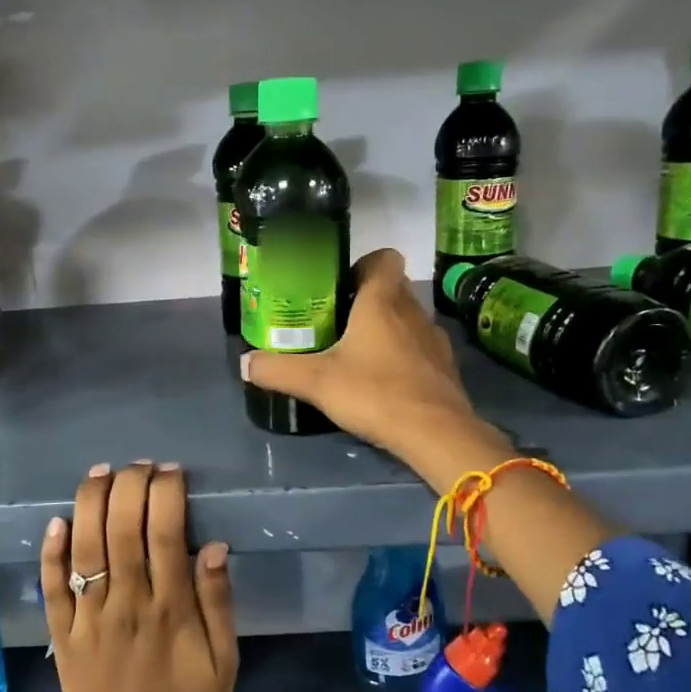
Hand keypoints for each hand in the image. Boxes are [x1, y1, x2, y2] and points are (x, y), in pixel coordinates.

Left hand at [39, 461, 236, 691]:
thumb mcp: (224, 664)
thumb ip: (219, 603)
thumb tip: (215, 546)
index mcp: (170, 609)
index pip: (167, 532)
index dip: (167, 494)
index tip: (172, 472)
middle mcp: (126, 603)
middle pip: (123, 528)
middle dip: (131, 485)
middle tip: (140, 465)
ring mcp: (88, 618)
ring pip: (86, 547)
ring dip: (92, 503)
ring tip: (102, 472)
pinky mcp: (61, 636)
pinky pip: (52, 588)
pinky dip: (51, 553)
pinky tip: (57, 521)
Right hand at [242, 249, 511, 486]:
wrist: (436, 433)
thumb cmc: (374, 392)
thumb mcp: (316, 382)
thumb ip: (277, 370)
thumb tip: (245, 363)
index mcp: (382, 301)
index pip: (384, 258)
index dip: (362, 265)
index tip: (339, 287)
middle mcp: (412, 311)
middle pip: (392, 288)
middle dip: (366, 300)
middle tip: (336, 323)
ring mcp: (434, 339)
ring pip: (407, 319)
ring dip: (387, 329)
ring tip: (358, 354)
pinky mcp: (445, 367)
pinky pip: (420, 348)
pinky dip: (404, 356)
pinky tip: (384, 381)